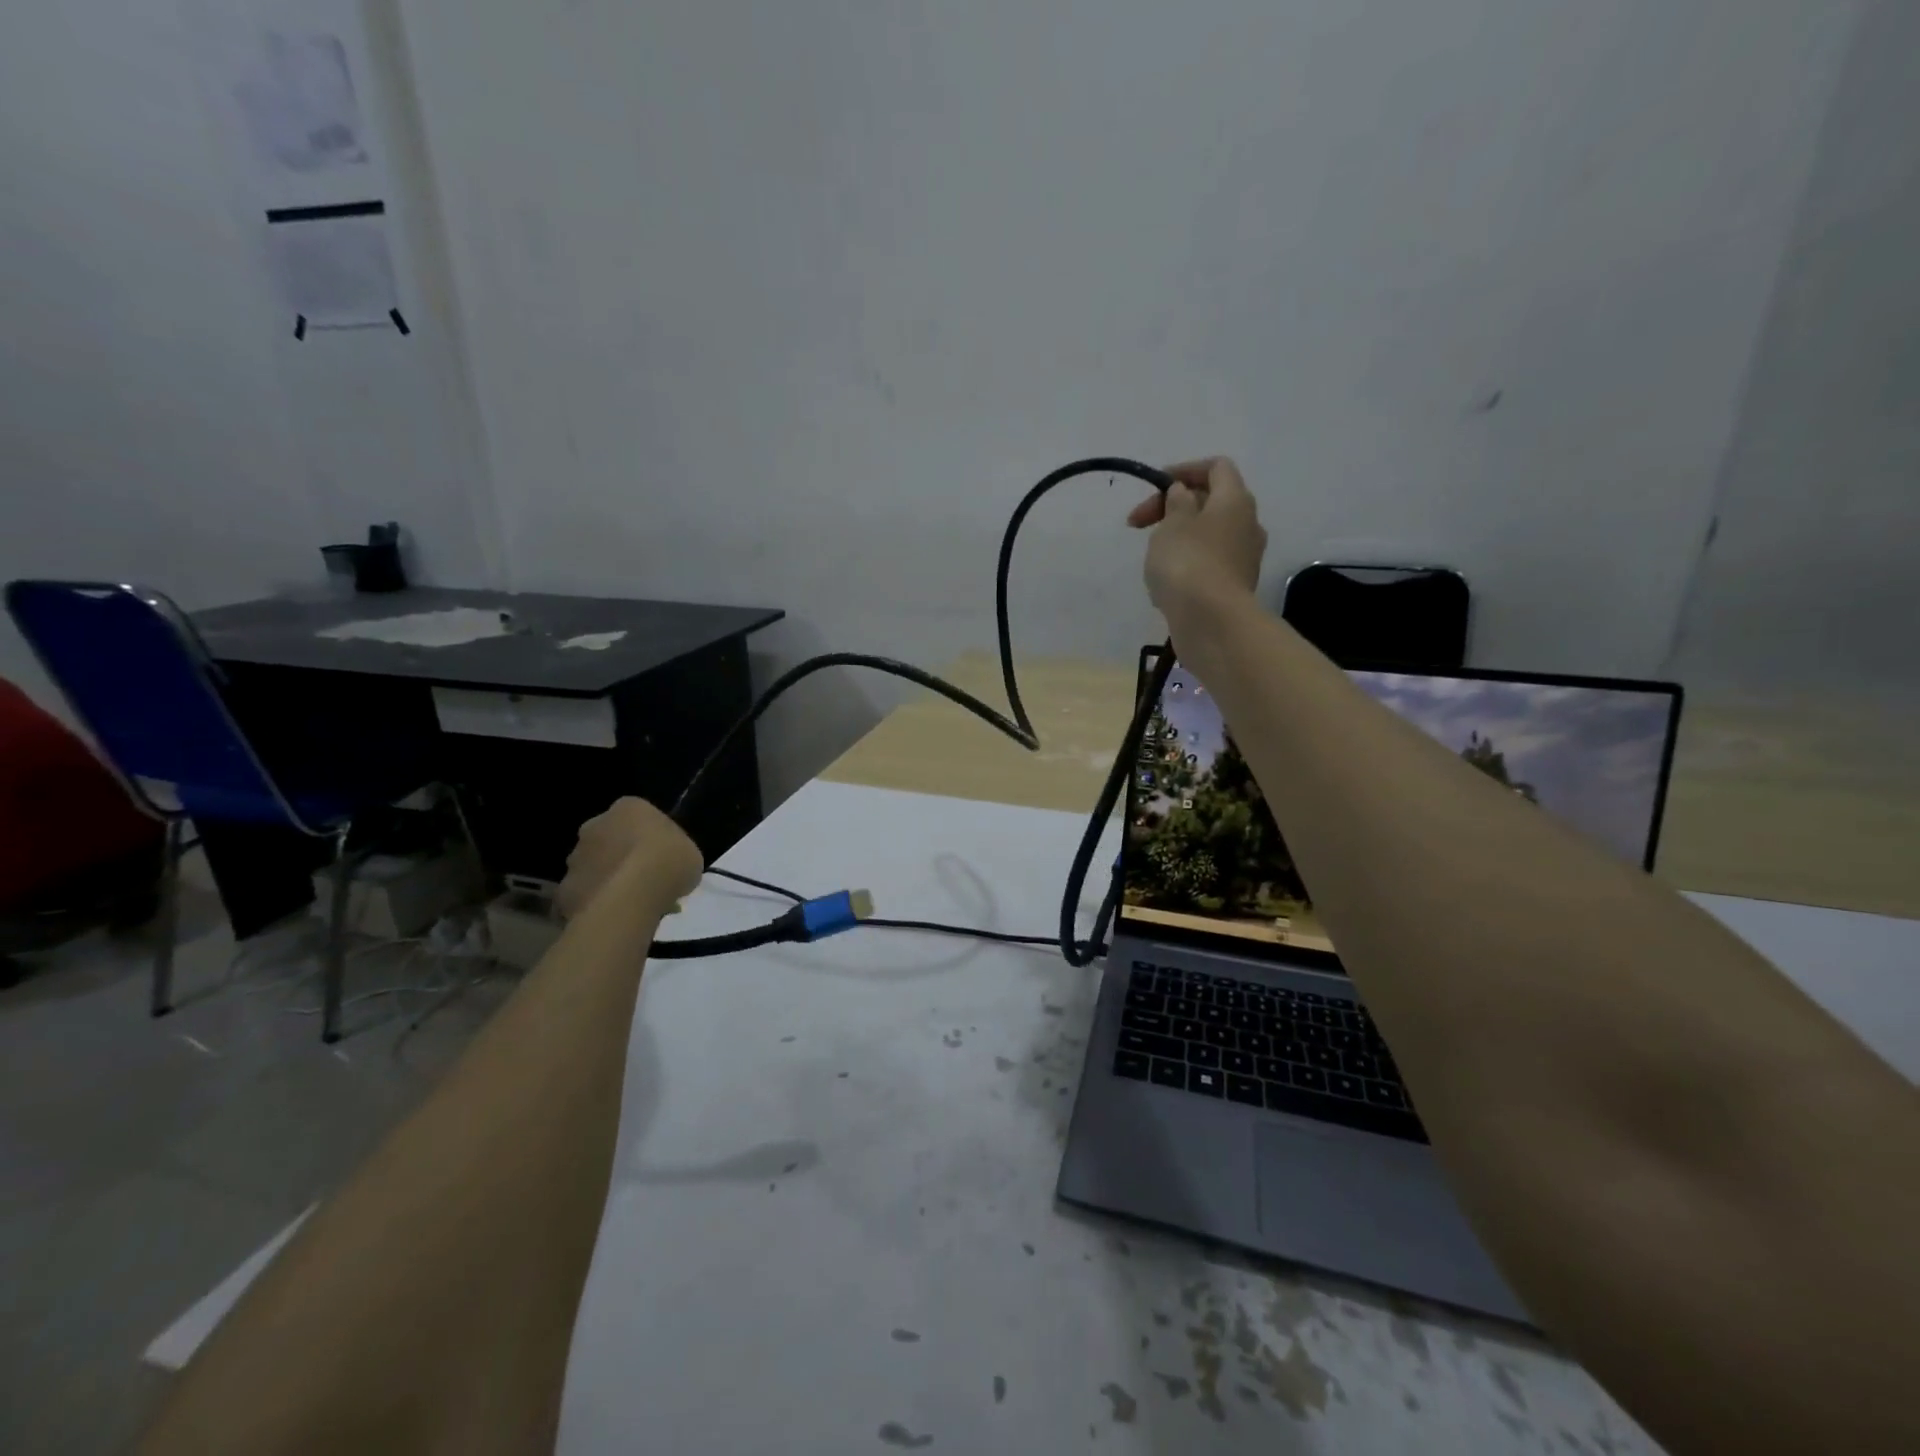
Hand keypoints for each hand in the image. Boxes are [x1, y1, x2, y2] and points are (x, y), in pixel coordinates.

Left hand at [556, 797, 703, 919]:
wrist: (633, 896)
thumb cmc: (669, 862)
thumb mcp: (690, 853)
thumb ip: (674, 853)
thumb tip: (666, 866)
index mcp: (628, 808)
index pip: (636, 816)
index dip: (649, 837)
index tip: (661, 856)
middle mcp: (594, 826)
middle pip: (608, 839)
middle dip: (620, 856)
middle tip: (643, 879)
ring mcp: (575, 858)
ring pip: (592, 867)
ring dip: (606, 880)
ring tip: (630, 904)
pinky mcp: (564, 890)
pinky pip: (583, 895)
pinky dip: (594, 904)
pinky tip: (614, 917)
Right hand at [1128, 457, 1266, 625]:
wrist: (1210, 622)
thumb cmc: (1187, 563)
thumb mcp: (1172, 524)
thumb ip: (1175, 502)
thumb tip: (1184, 493)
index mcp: (1235, 500)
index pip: (1216, 468)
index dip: (1184, 470)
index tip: (1154, 487)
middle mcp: (1248, 524)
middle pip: (1211, 503)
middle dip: (1173, 508)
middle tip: (1139, 525)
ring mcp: (1244, 558)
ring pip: (1208, 536)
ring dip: (1179, 539)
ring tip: (1152, 557)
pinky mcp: (1234, 587)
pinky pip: (1208, 565)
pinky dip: (1186, 565)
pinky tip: (1165, 584)